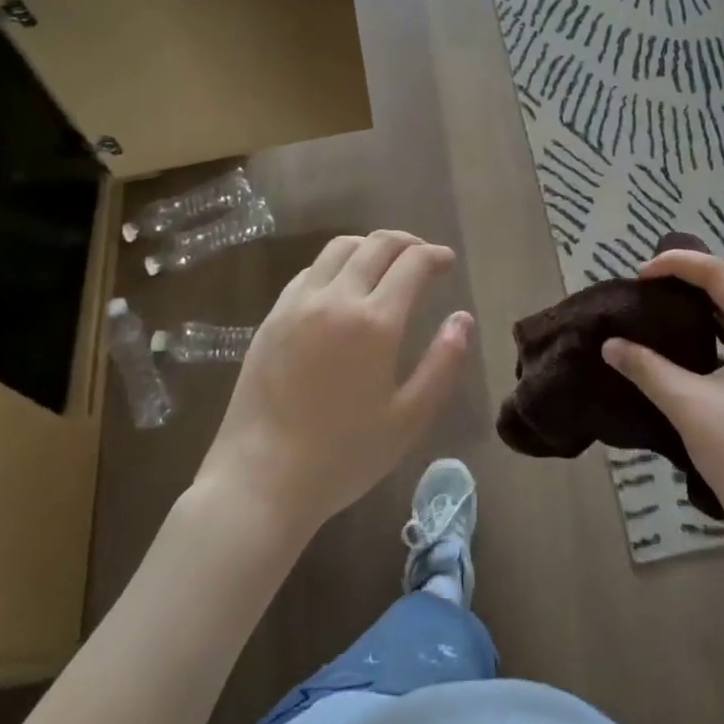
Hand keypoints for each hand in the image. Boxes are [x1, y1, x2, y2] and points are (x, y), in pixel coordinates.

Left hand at [194, 231, 471, 536]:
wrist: (260, 480)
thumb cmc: (343, 456)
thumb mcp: (409, 419)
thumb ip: (443, 363)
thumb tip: (463, 319)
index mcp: (375, 322)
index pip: (412, 263)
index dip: (435, 256)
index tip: (447, 262)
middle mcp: (336, 299)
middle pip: (376, 244)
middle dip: (407, 242)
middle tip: (423, 256)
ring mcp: (298, 304)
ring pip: (339, 249)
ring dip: (370, 246)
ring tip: (385, 264)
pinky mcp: (272, 316)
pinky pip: (309, 271)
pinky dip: (336, 265)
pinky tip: (342, 288)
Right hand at [602, 248, 723, 548]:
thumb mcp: (690, 407)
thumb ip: (647, 368)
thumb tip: (610, 344)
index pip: (719, 274)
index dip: (676, 264)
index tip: (637, 275)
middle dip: (687, 281)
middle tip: (643, 288)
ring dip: (700, 308)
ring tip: (658, 309)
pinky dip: (713, 334)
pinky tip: (685, 347)